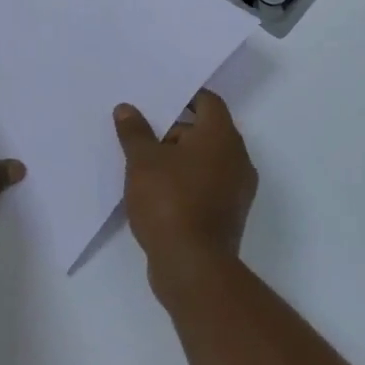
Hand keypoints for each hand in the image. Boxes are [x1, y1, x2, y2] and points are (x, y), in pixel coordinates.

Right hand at [114, 90, 257, 277]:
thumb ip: (135, 132)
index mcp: (221, 136)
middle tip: (143, 137)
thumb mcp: (142, 161)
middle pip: (206, 131)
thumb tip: (126, 109)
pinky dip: (187, 182)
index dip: (184, 98)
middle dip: (174, 132)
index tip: (158, 101)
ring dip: (179, 159)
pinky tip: (158, 193)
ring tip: (145, 167)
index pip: (208, 102)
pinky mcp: (229, 214)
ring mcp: (237, 189)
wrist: (193, 266)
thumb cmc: (169, 201)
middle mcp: (237, 158)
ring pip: (206, 160)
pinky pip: (207, 185)